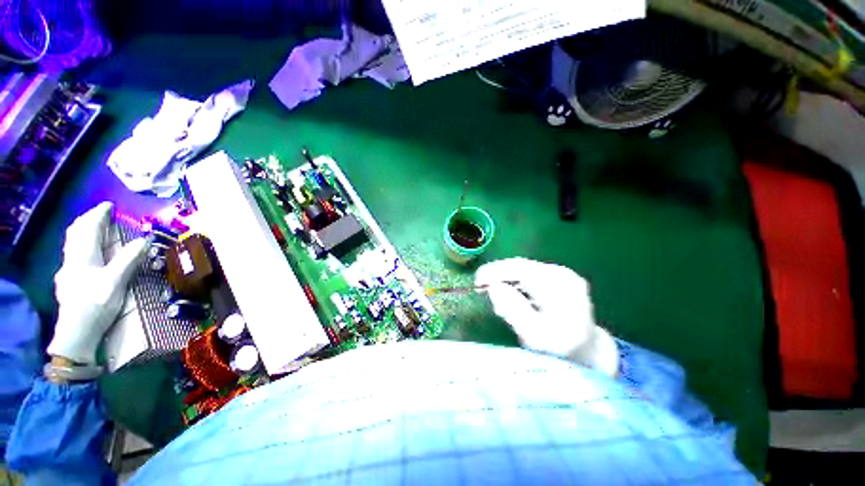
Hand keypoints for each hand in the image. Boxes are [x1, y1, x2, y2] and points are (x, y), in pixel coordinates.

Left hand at [47, 202, 147, 364]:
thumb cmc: (96, 306)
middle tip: (100, 214)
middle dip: (87, 220)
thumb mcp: (115, 283)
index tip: (109, 206)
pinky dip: (80, 245)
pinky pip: (72, 254)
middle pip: (76, 233)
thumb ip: (128, 260)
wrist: (76, 333)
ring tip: (93, 227)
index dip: (98, 215)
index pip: (89, 229)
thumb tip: (144, 240)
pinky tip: (85, 252)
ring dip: (82, 231)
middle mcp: (72, 260)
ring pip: (71, 243)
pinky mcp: (67, 281)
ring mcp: (67, 271)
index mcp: (83, 257)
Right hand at [475, 258, 618, 376]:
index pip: (520, 269)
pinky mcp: (557, 277)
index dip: (495, 272)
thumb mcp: (536, 336)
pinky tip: (510, 294)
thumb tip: (493, 287)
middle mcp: (562, 274)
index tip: (477, 281)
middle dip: (498, 276)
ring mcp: (561, 274)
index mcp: (561, 287)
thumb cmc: (560, 350)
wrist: (586, 351)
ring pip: (523, 269)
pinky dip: (514, 282)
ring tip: (495, 296)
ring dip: (505, 279)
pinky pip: (528, 274)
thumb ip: (514, 311)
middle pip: (521, 267)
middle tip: (481, 289)